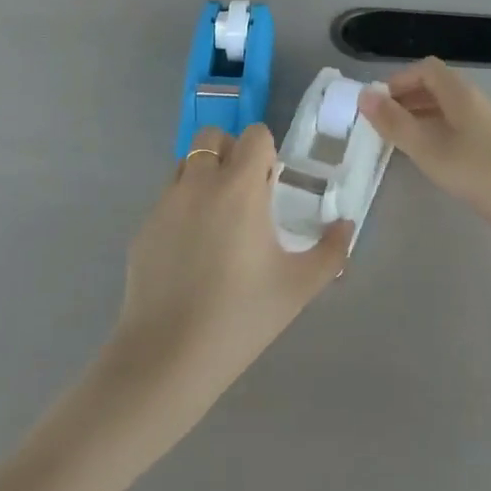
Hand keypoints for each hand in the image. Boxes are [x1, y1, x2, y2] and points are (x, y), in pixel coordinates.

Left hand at [108, 125, 349, 416]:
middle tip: (244, 196)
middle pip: (213, 137)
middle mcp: (199, 182)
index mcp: (238, 187)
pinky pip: (168, 199)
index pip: (254, 135)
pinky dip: (183, 208)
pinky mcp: (144, 227)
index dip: (266, 154)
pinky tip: (191, 253)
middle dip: (231, 154)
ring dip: (205, 176)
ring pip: (187, 164)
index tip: (271, 188)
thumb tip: (346, 225)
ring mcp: (165, 203)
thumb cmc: (242, 316)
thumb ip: (331, 250)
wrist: (168, 355)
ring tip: (217, 222)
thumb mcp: (299, 286)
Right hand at [358, 59, 490, 244]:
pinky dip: (440, 135)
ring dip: (422, 118)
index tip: (377, 105)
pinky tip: (436, 161)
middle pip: (437, 87)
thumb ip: (396, 123)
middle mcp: (476, 102)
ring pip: (449, 110)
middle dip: (406, 100)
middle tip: (382, 126)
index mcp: (460, 94)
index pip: (425, 69)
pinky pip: (461, 128)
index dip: (398, 81)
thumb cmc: (486, 174)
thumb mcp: (432, 150)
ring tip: (402, 143)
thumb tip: (364, 96)